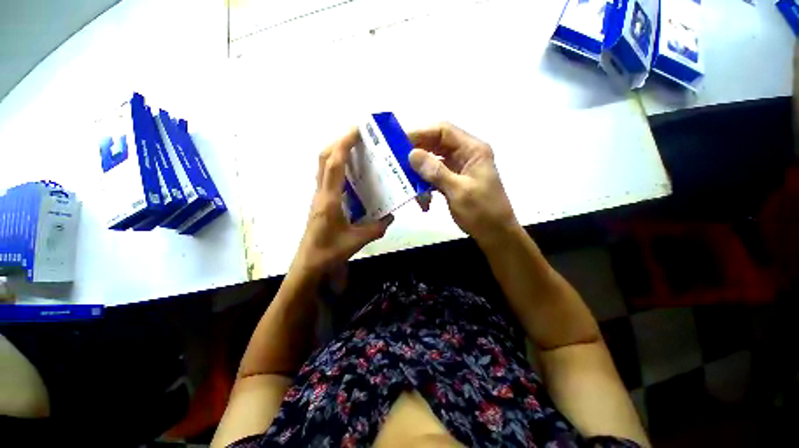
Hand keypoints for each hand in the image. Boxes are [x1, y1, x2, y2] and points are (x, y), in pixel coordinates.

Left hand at [293, 128, 393, 273]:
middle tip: (358, 137)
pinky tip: (351, 173)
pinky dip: (336, 166)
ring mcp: (318, 196)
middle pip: (323, 158)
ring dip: (336, 152)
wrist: (308, 264)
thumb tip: (391, 216)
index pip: (334, 164)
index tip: (357, 130)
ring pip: (322, 166)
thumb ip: (377, 228)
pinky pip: (326, 177)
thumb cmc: (329, 252)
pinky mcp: (319, 201)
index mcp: (329, 200)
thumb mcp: (358, 241)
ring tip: (356, 149)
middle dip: (339, 142)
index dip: (344, 144)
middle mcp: (321, 193)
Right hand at [408, 123, 518, 246]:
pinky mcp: (454, 181)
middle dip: (417, 154)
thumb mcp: (459, 191)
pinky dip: (426, 185)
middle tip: (396, 162)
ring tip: (406, 183)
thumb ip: (436, 171)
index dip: (420, 133)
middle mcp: (465, 155)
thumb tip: (412, 154)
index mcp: (472, 150)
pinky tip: (421, 199)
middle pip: (436, 145)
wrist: (495, 234)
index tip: (399, 142)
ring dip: (420, 173)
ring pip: (434, 162)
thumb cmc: (482, 212)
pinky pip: (435, 177)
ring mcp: (459, 169)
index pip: (443, 131)